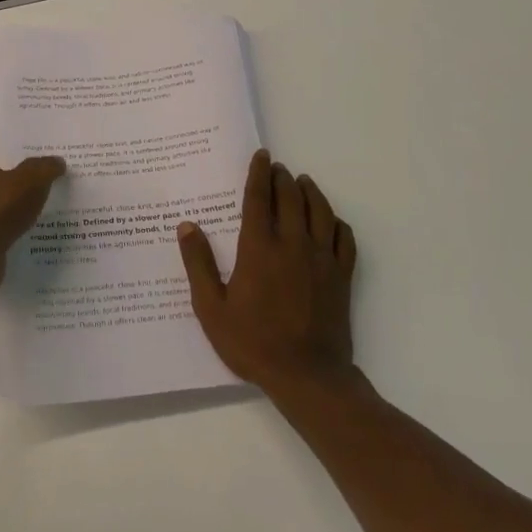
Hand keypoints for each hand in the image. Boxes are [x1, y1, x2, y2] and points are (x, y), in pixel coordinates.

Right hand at [177, 149, 357, 396]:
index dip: (259, 174)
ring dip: (311, 192)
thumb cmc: (252, 342)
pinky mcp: (342, 276)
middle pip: (291, 198)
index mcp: (259, 248)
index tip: (261, 156)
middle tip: (277, 168)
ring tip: (303, 181)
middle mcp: (293, 244)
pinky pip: (345, 238)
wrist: (307, 376)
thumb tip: (187, 226)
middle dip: (283, 178)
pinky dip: (337, 222)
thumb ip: (198, 264)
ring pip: (320, 212)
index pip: (259, 199)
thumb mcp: (211, 308)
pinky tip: (331, 221)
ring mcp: (322, 259)